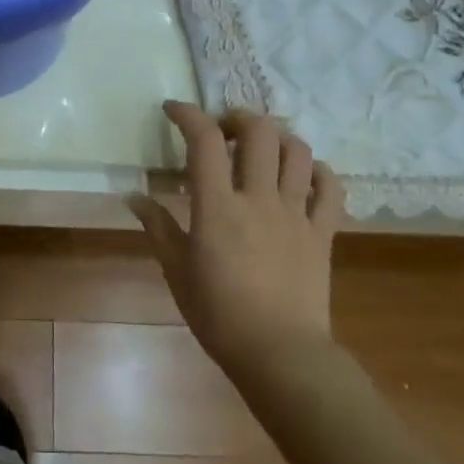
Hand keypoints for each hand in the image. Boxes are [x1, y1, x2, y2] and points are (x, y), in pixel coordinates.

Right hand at [130, 101, 345, 373]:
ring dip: (278, 137)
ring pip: (298, 152)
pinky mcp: (323, 232)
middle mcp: (259, 199)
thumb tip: (132, 196)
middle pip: (259, 132)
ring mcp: (297, 214)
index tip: (173, 110)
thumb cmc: (218, 314)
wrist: (279, 353)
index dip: (188, 114)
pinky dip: (319, 171)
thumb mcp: (176, 270)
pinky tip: (304, 174)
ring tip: (262, 146)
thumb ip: (157, 226)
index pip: (204, 141)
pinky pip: (331, 189)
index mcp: (218, 207)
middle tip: (223, 129)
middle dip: (238, 117)